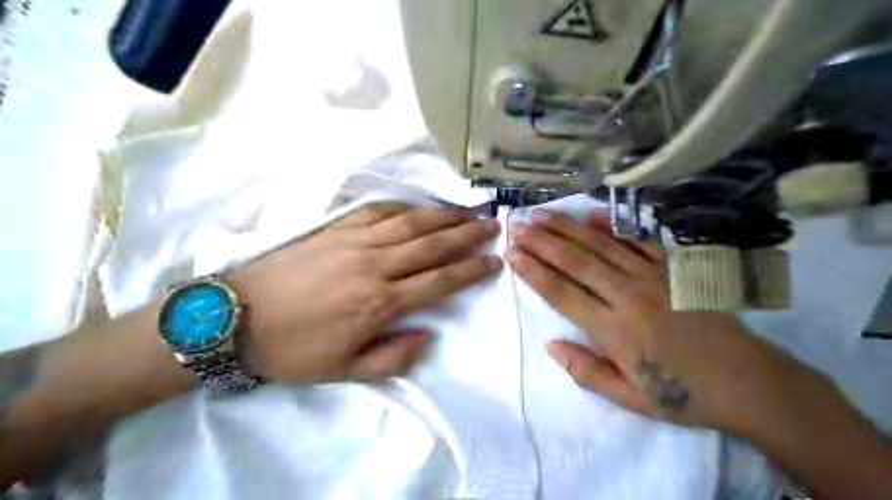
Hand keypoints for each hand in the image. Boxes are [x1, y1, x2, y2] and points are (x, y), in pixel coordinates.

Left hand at [232, 205, 500, 384]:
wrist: (236, 317)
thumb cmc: (293, 349)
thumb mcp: (344, 371)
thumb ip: (392, 358)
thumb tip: (426, 335)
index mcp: (381, 303)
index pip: (440, 281)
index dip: (471, 271)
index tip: (494, 261)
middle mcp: (376, 265)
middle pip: (432, 245)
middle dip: (467, 235)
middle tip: (493, 226)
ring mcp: (355, 241)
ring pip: (411, 223)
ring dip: (443, 217)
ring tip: (468, 213)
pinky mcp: (336, 229)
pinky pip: (378, 212)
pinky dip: (404, 207)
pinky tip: (419, 207)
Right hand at [504, 208, 817, 434]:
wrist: (748, 382)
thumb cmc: (683, 394)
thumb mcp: (629, 398)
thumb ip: (586, 371)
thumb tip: (551, 345)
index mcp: (615, 330)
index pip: (562, 293)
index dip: (533, 271)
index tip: (512, 254)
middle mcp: (629, 296)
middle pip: (576, 262)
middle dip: (542, 242)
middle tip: (517, 225)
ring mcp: (653, 278)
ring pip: (601, 246)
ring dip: (568, 228)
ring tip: (542, 214)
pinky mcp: (673, 270)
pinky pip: (639, 242)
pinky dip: (614, 227)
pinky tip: (593, 215)